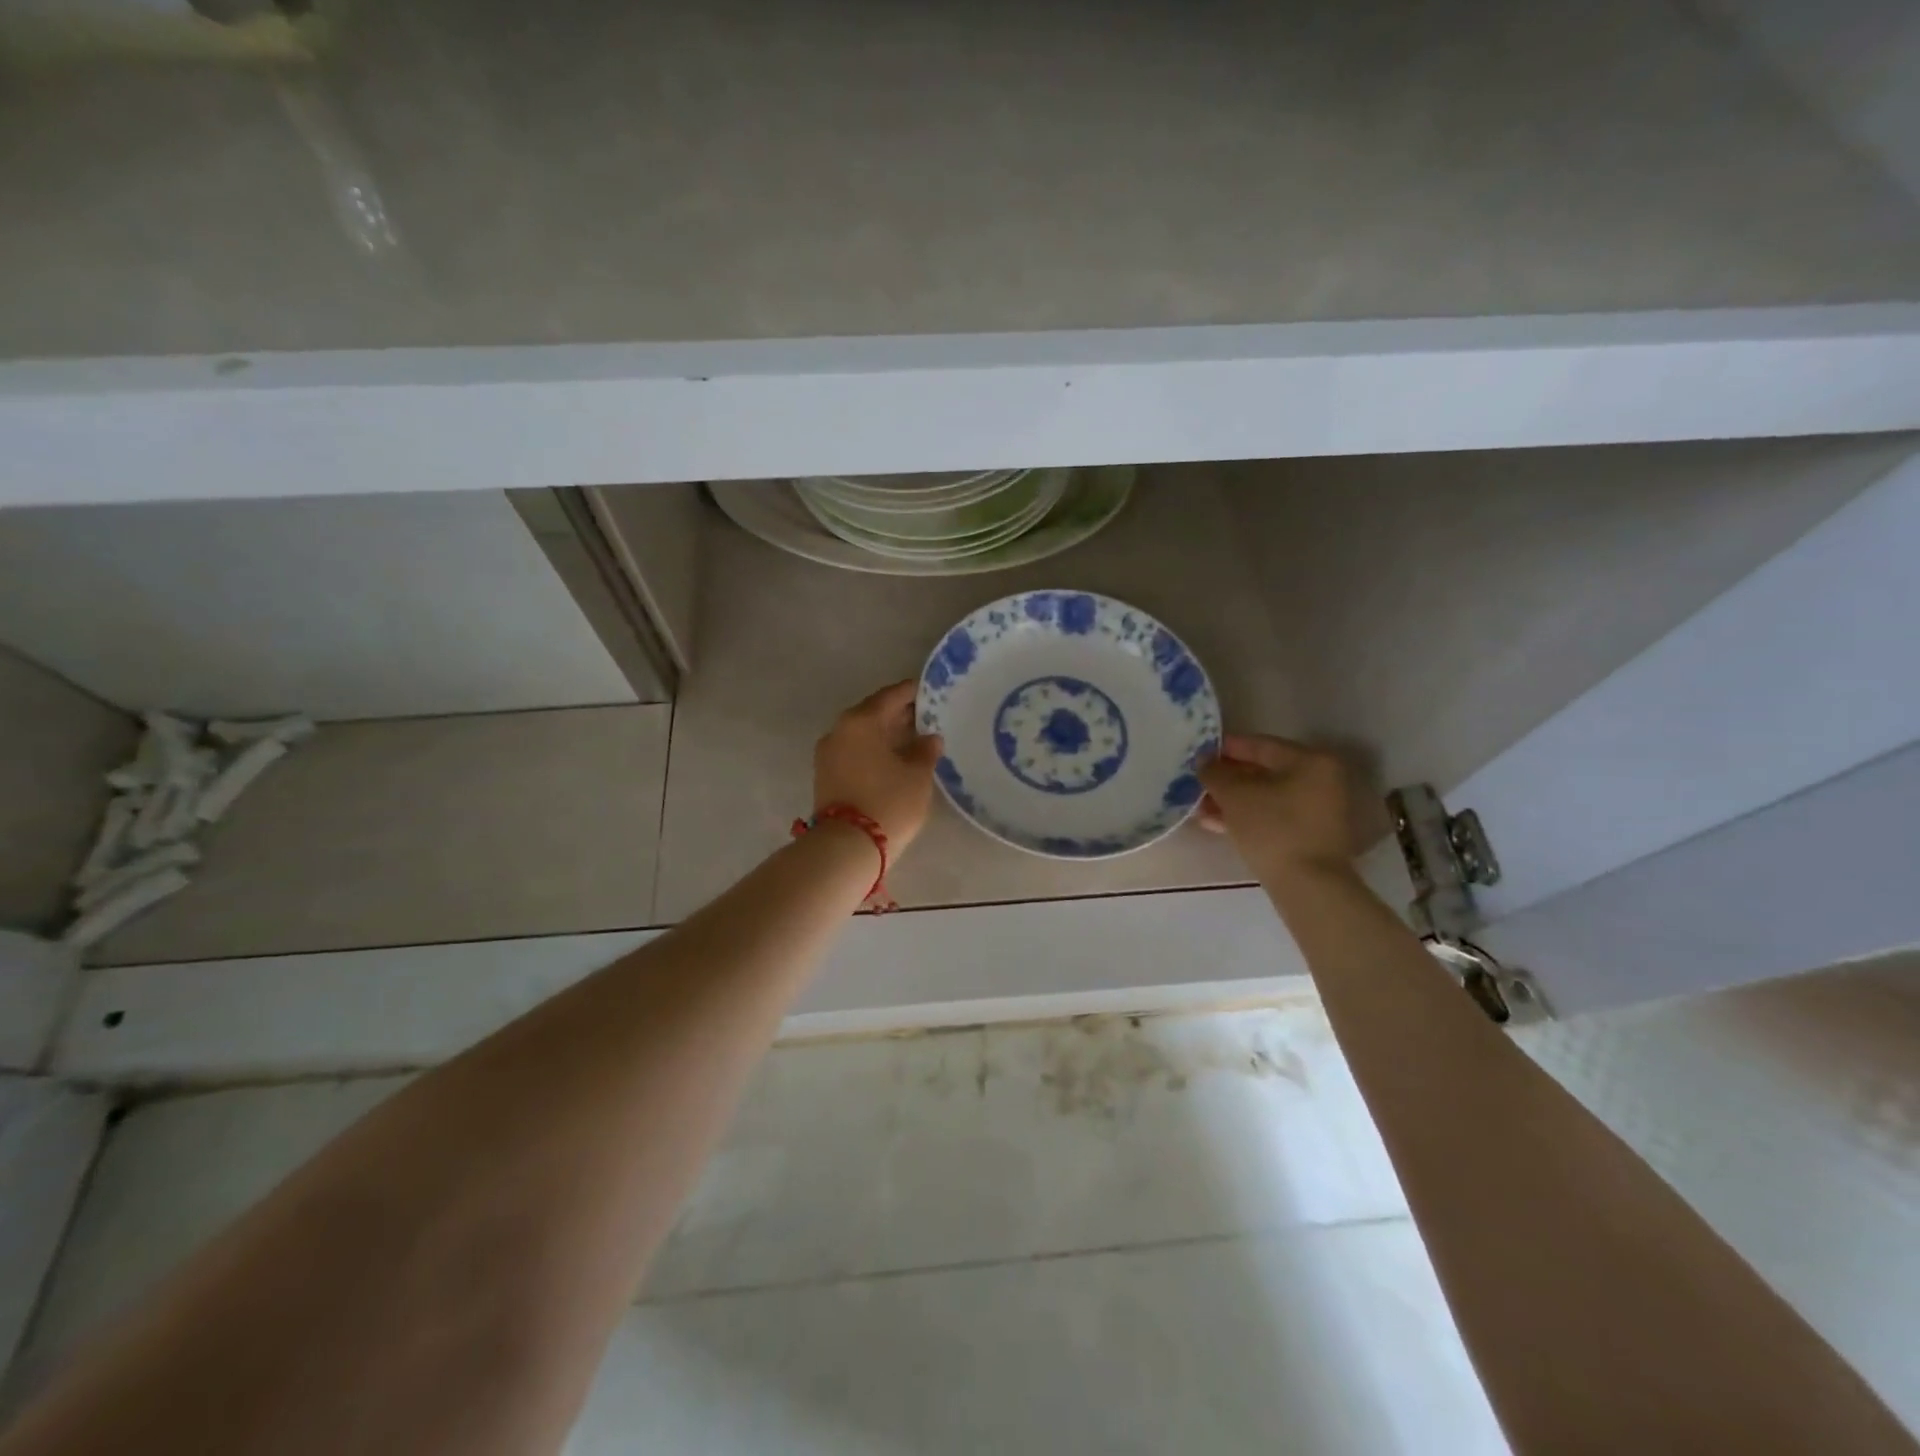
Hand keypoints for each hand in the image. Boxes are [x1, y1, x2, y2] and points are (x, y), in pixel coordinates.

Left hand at [814, 681, 943, 853]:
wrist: (846, 847)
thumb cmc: (888, 803)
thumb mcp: (917, 776)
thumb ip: (925, 751)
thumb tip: (929, 738)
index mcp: (861, 720)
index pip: (891, 696)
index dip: (913, 693)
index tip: (931, 691)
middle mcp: (840, 730)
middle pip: (873, 713)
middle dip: (899, 714)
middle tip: (927, 716)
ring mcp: (828, 753)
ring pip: (863, 734)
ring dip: (886, 734)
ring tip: (914, 739)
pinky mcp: (826, 775)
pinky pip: (855, 751)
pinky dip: (874, 750)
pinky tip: (894, 759)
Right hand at [1197, 733, 1356, 875]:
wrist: (1307, 885)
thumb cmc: (1273, 828)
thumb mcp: (1235, 795)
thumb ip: (1215, 772)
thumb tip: (1204, 762)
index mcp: (1310, 761)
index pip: (1260, 745)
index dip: (1225, 748)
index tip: (1198, 752)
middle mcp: (1320, 780)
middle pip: (1262, 771)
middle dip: (1225, 778)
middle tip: (1196, 781)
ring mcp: (1316, 810)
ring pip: (1264, 796)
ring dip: (1230, 800)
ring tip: (1198, 805)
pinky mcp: (1308, 835)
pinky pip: (1271, 816)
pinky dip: (1244, 816)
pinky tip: (1214, 822)